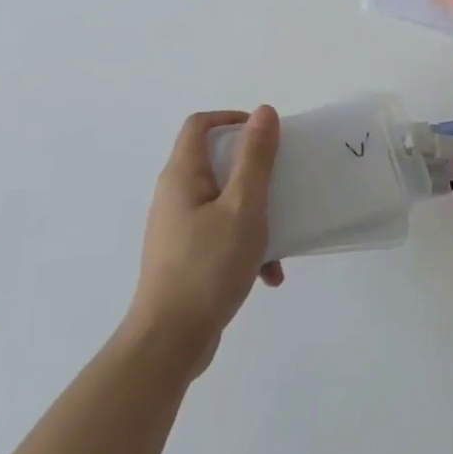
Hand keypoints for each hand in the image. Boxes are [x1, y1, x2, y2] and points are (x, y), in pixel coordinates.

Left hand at [127, 108, 284, 374]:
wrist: (170, 342)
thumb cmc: (208, 265)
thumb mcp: (244, 205)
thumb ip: (256, 157)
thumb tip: (263, 111)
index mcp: (182, 175)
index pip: (200, 124)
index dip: (232, 119)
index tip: (266, 134)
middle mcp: (174, 196)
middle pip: (216, 162)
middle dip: (254, 170)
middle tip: (282, 180)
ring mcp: (178, 229)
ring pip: (224, 202)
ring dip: (255, 214)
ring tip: (281, 238)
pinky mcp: (186, 258)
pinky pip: (221, 235)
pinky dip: (246, 246)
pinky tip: (269, 275)